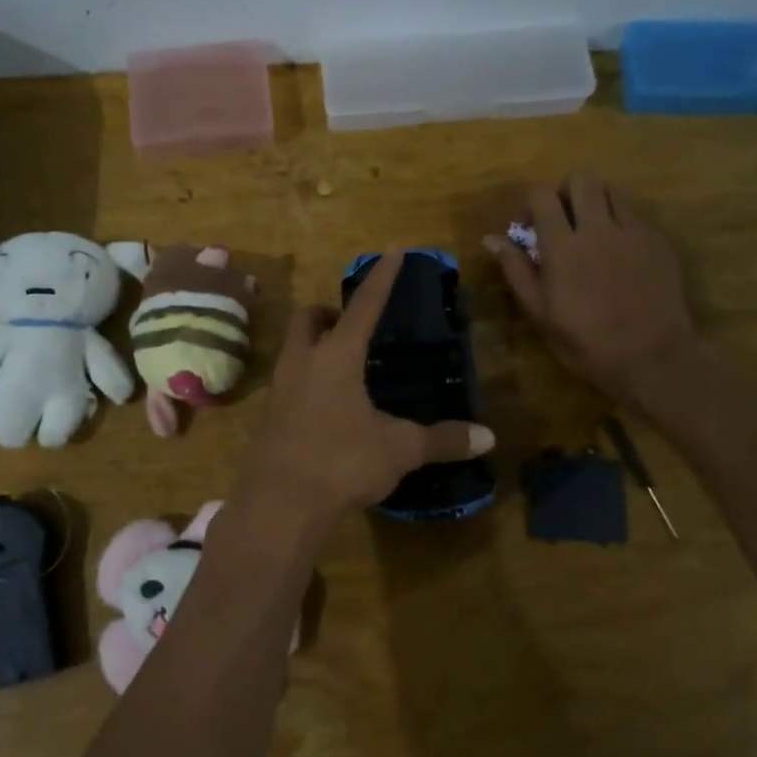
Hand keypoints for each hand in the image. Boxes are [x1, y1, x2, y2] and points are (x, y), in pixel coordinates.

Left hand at [234, 252, 494, 530]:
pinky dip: (307, 381)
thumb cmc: (341, 462)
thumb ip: (441, 439)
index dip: (382, 278)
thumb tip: (488, 437)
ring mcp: (278, 389)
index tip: (393, 251)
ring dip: (315, 347)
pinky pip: (288, 383)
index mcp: (336, 356)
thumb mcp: (398, 449)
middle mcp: (301, 362)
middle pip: (308, 318)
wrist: (278, 504)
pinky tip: (327, 409)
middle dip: (329, 313)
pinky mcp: (268, 417)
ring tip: (346, 369)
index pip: (364, 306)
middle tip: (354, 328)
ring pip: (293, 350)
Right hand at [486, 174, 696, 399]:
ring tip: (590, 232)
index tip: (528, 228)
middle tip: (561, 222)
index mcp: (563, 246)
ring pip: (612, 190)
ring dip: (595, 202)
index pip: (542, 195)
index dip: (530, 204)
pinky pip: (635, 214)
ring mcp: (634, 231)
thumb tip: (491, 239)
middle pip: (581, 179)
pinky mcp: (659, 241)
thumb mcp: (539, 312)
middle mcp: (599, 228)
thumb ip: (516, 269)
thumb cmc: (585, 341)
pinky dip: (620, 221)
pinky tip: (617, 253)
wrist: (651, 358)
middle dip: (565, 193)